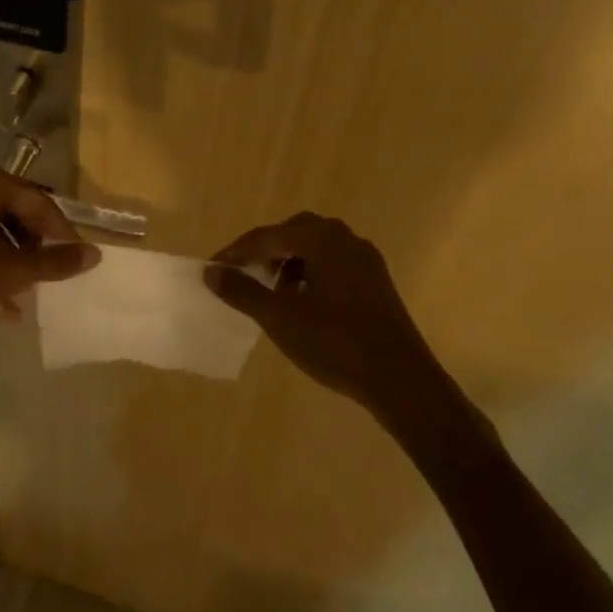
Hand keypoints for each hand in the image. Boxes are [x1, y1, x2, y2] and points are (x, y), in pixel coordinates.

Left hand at [0, 163, 100, 327]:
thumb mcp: (13, 271)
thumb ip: (56, 263)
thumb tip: (96, 254)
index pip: (39, 203)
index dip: (62, 233)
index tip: (76, 258)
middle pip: (17, 214)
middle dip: (34, 247)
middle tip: (49, 273)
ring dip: (13, 260)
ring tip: (25, 293)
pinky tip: (1, 305)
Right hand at [206, 213, 448, 421]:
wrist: (401, 379)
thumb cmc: (335, 343)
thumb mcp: (280, 318)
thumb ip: (242, 291)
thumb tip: (212, 271)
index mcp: (321, 239)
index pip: (267, 236)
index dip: (237, 252)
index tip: (214, 269)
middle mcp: (345, 239)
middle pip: (294, 233)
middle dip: (266, 251)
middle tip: (245, 275)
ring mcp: (366, 259)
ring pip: (317, 247)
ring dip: (290, 261)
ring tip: (274, 292)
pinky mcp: (377, 281)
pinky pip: (335, 263)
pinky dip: (312, 273)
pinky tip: (305, 303)